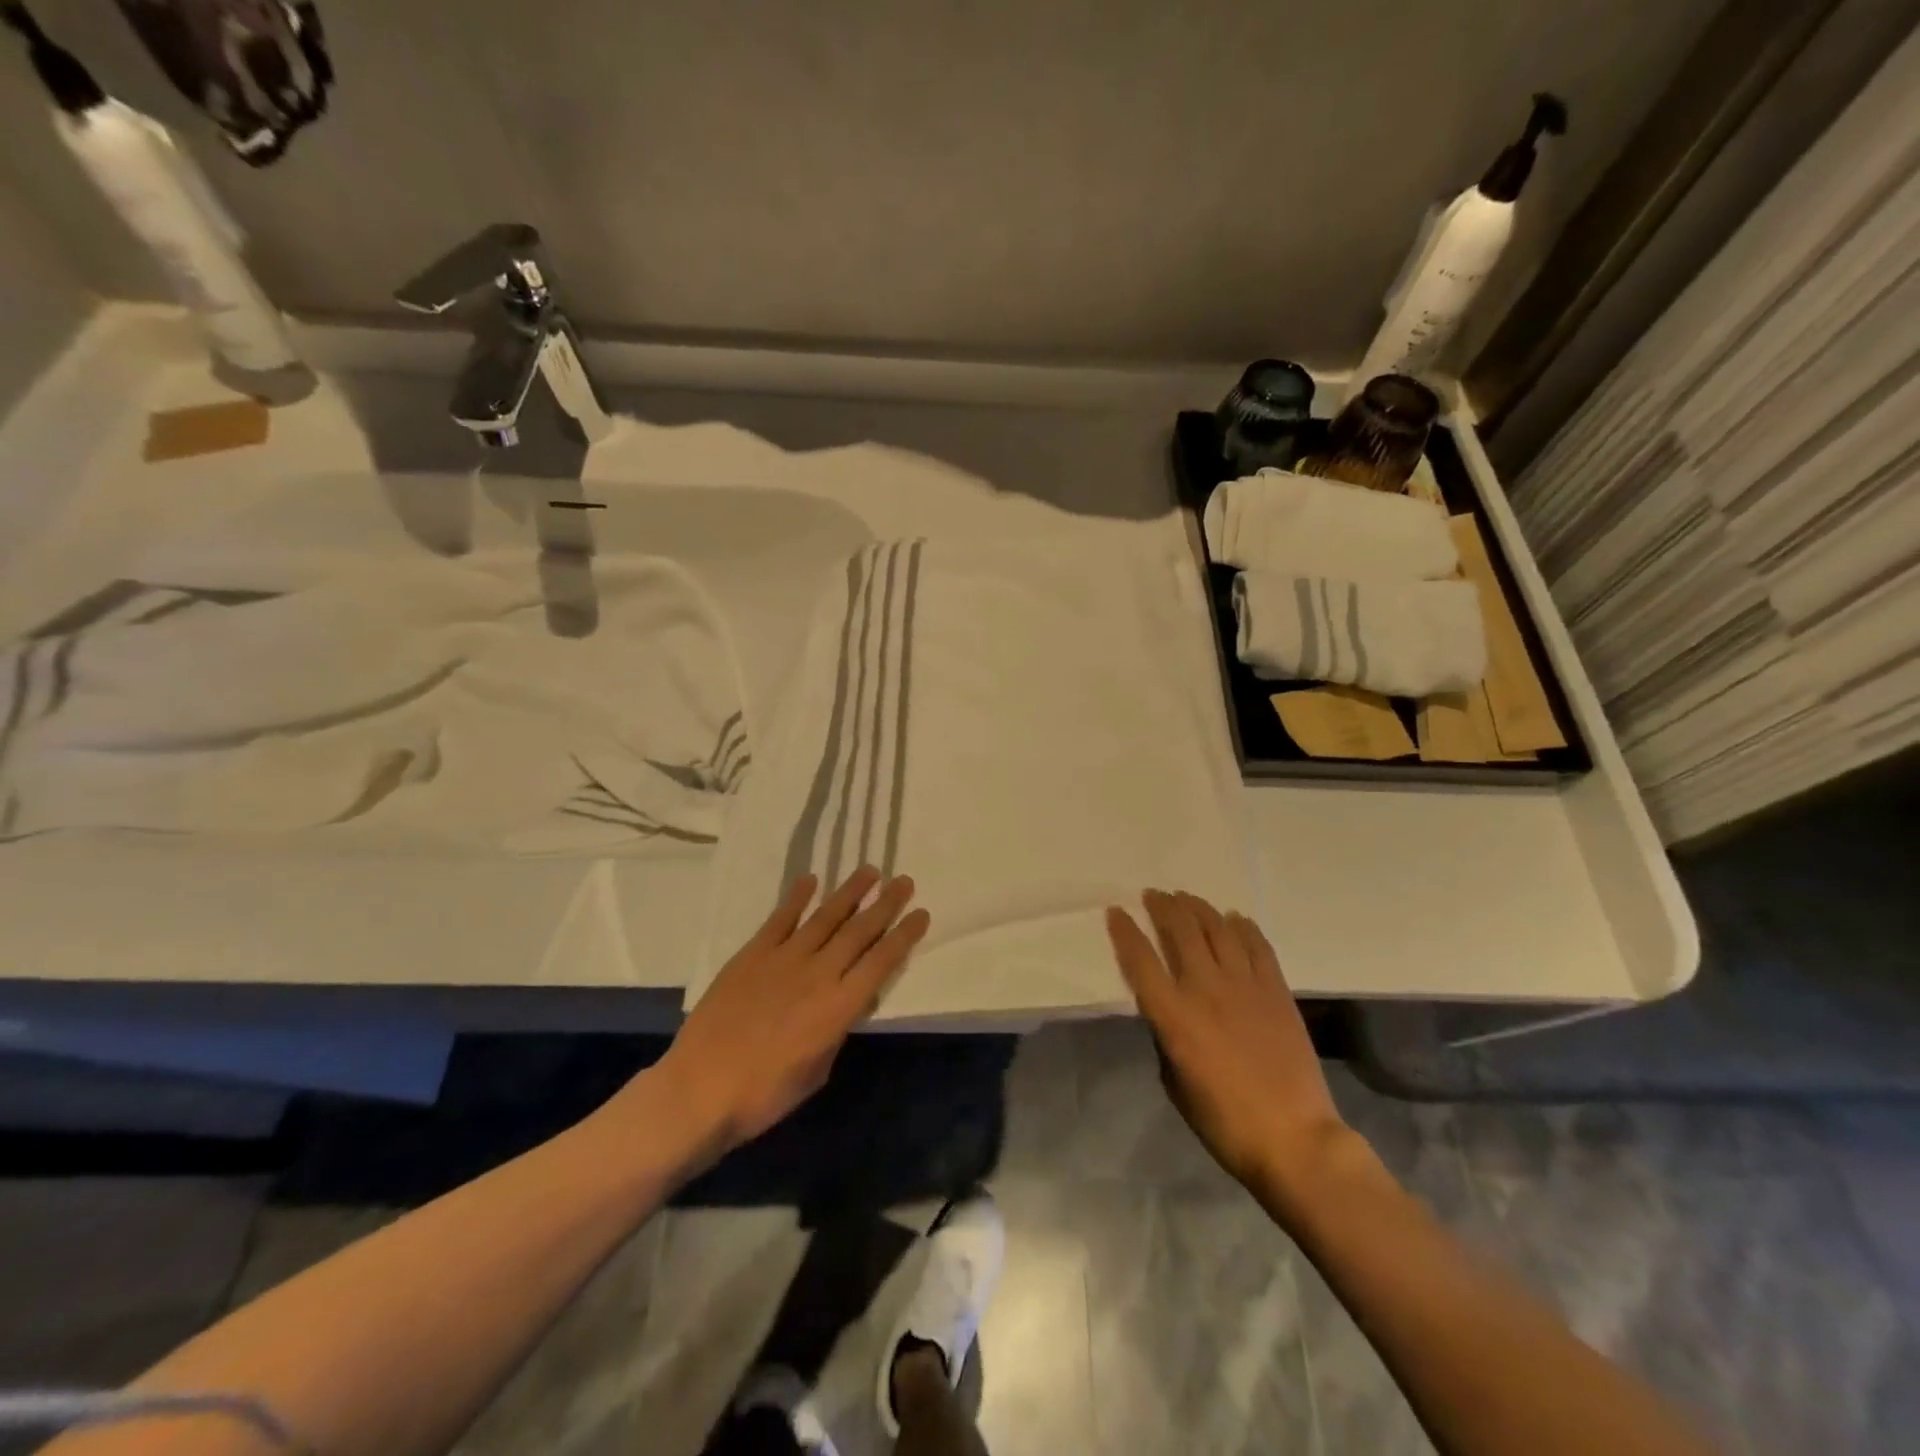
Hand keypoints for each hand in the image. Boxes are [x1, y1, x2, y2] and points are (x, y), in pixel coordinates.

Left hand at [652, 867, 930, 1154]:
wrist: (699, 1090)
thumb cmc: (764, 1095)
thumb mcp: (817, 1072)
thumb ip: (837, 1031)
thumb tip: (846, 1005)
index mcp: (839, 1007)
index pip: (881, 962)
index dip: (904, 936)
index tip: (921, 913)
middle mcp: (818, 974)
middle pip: (859, 931)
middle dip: (885, 904)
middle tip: (903, 881)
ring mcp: (783, 959)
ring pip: (825, 917)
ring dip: (849, 892)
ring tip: (869, 871)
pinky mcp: (752, 955)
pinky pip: (779, 919)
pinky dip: (796, 898)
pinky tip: (811, 880)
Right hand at [1106, 890, 1346, 1191]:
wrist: (1295, 1139)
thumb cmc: (1225, 1122)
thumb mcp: (1176, 1083)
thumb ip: (1166, 1039)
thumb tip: (1167, 1013)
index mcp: (1174, 1017)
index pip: (1141, 960)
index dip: (1125, 932)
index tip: (1116, 912)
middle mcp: (1206, 990)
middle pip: (1181, 931)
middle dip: (1163, 907)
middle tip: (1154, 895)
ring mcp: (1245, 986)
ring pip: (1217, 929)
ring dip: (1198, 908)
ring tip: (1186, 898)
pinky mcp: (1277, 990)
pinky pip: (1257, 946)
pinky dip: (1242, 927)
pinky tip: (1234, 918)